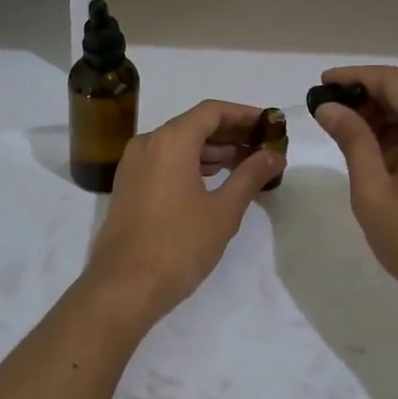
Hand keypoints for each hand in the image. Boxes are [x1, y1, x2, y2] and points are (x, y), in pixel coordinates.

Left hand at [83, 100, 281, 329]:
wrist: (123, 287)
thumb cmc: (179, 245)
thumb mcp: (223, 211)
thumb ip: (250, 176)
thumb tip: (274, 154)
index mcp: (171, 140)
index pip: (212, 111)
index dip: (243, 115)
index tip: (269, 125)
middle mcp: (148, 143)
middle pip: (194, 124)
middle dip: (229, 133)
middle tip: (262, 147)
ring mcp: (133, 164)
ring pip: (178, 143)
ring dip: (211, 149)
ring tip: (244, 165)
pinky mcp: (128, 185)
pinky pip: (164, 160)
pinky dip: (190, 163)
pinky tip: (212, 181)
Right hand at [314, 63, 397, 326]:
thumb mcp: (373, 191)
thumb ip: (352, 140)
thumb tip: (329, 107)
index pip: (392, 79)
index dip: (354, 76)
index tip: (323, 84)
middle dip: (377, 85)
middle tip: (343, 109)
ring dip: (395, 104)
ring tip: (359, 134)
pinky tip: (387, 152)